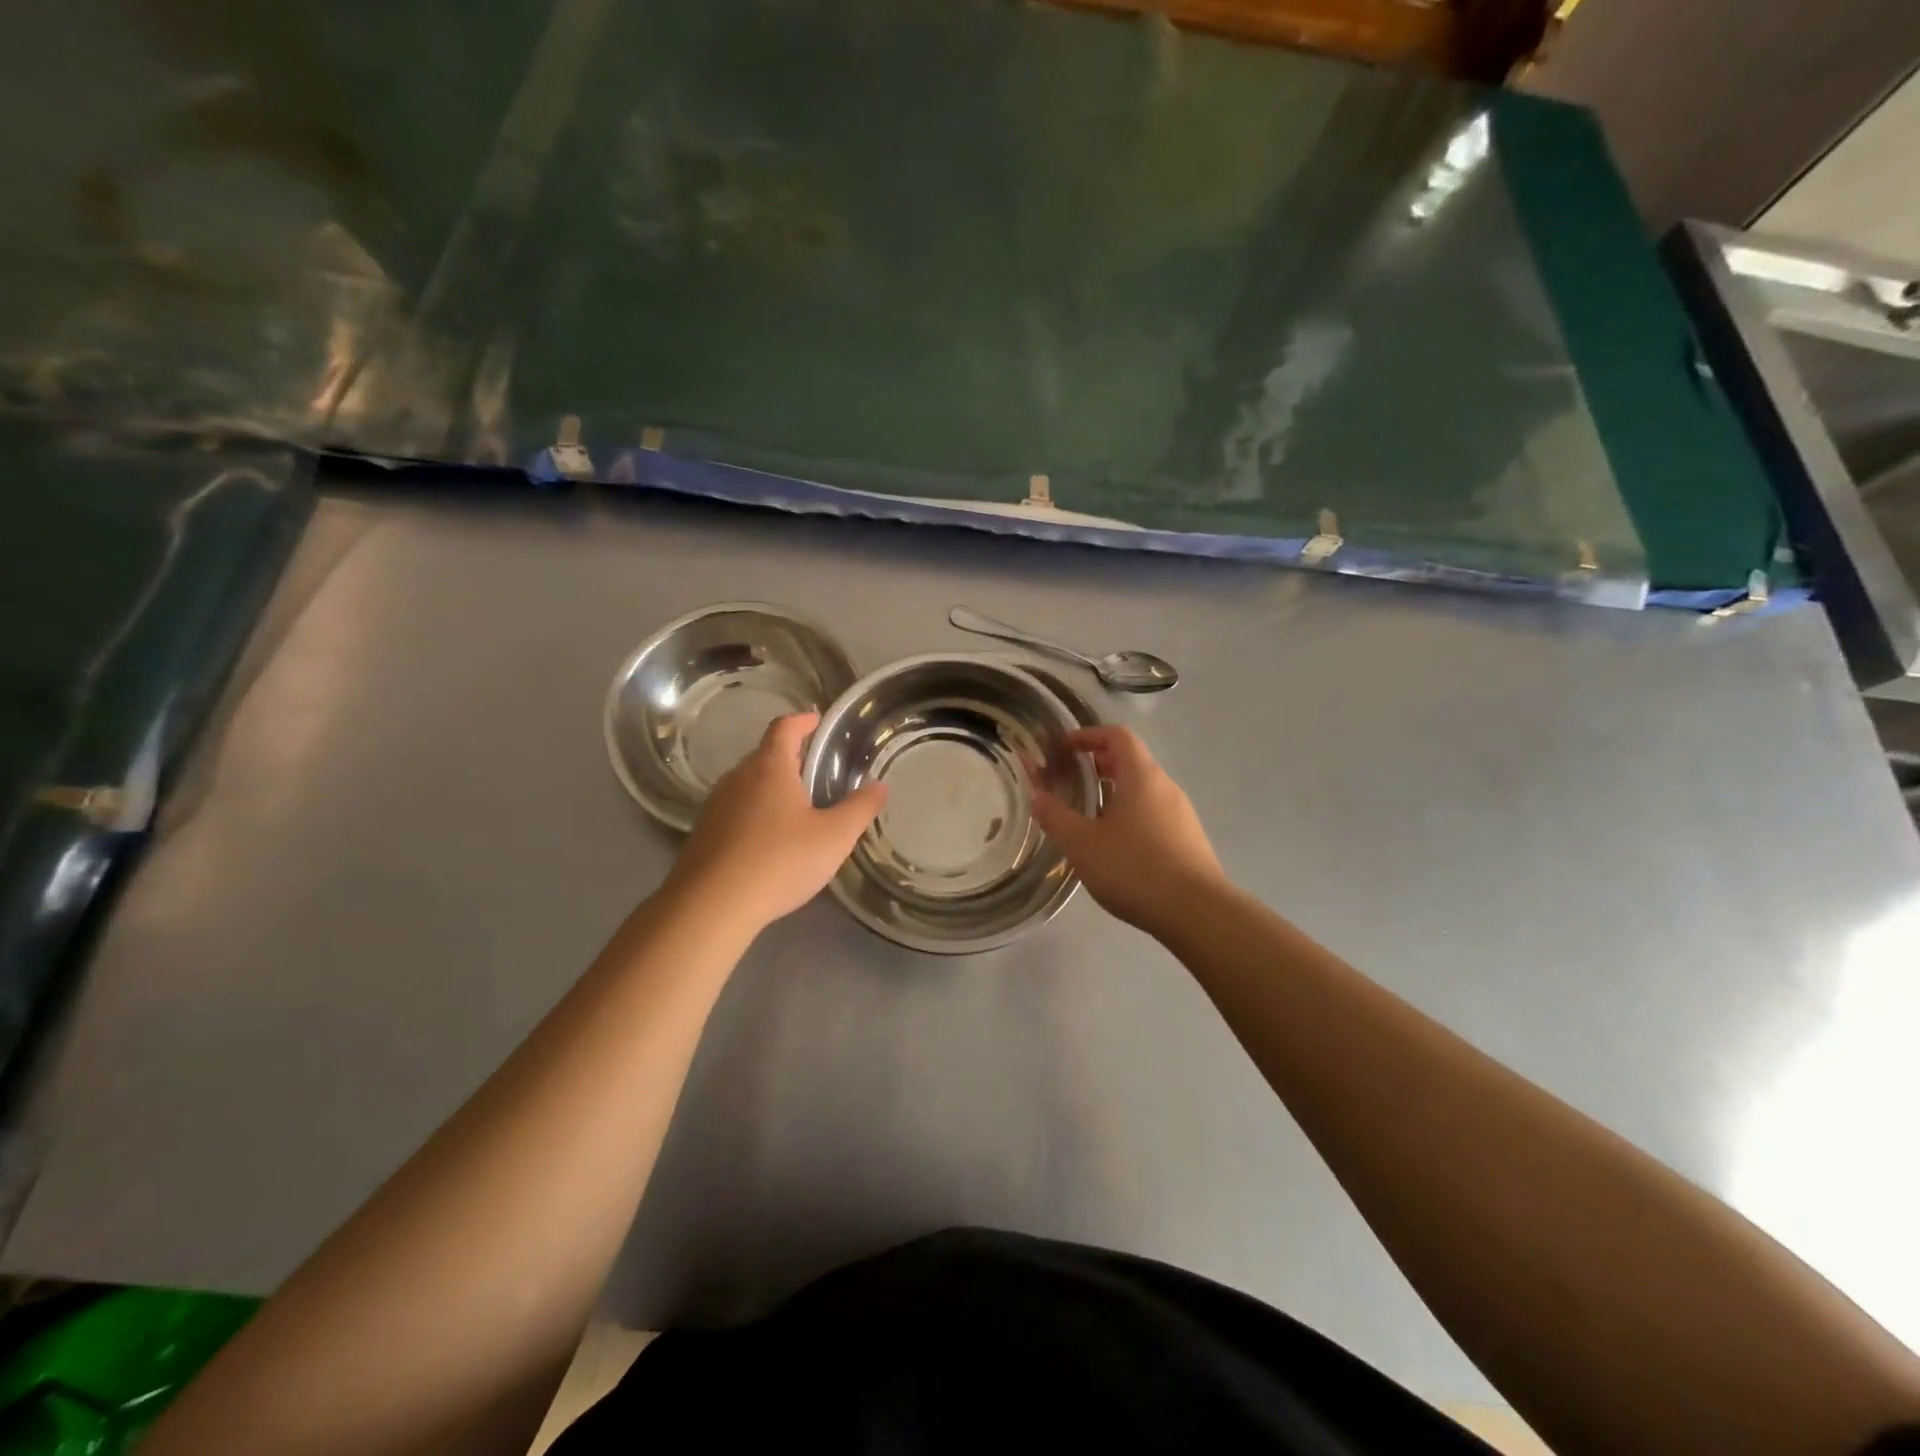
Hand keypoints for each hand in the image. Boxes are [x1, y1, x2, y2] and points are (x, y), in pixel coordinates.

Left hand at [669, 713, 887, 929]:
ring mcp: (715, 805)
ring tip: (796, 807)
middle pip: (764, 755)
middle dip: (790, 758)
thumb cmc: (779, 861)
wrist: (710, 906)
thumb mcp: (833, 837)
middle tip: (815, 770)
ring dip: (771, 788)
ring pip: (748, 784)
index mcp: (769, 768)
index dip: (802, 720)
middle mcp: (737, 778)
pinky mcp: (703, 834)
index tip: (816, 720)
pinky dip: (754, 813)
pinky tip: (769, 840)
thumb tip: (881, 785)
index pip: (784, 728)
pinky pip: (735, 811)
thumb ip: (860, 809)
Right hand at [1029, 725, 1225, 939]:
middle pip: (1130, 760)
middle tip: (1068, 780)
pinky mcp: (1187, 839)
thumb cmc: (1134, 869)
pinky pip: (1153, 811)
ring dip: (1113, 791)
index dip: (1087, 735)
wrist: (1197, 913)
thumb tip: (1036, 794)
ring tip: (1086, 814)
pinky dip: (1129, 813)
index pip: (1116, 735)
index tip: (1062, 749)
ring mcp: (1181, 813)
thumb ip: (1054, 815)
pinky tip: (1114, 844)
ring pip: (1142, 789)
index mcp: (1141, 776)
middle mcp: (1165, 787)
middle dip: (1096, 764)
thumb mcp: (1082, 843)